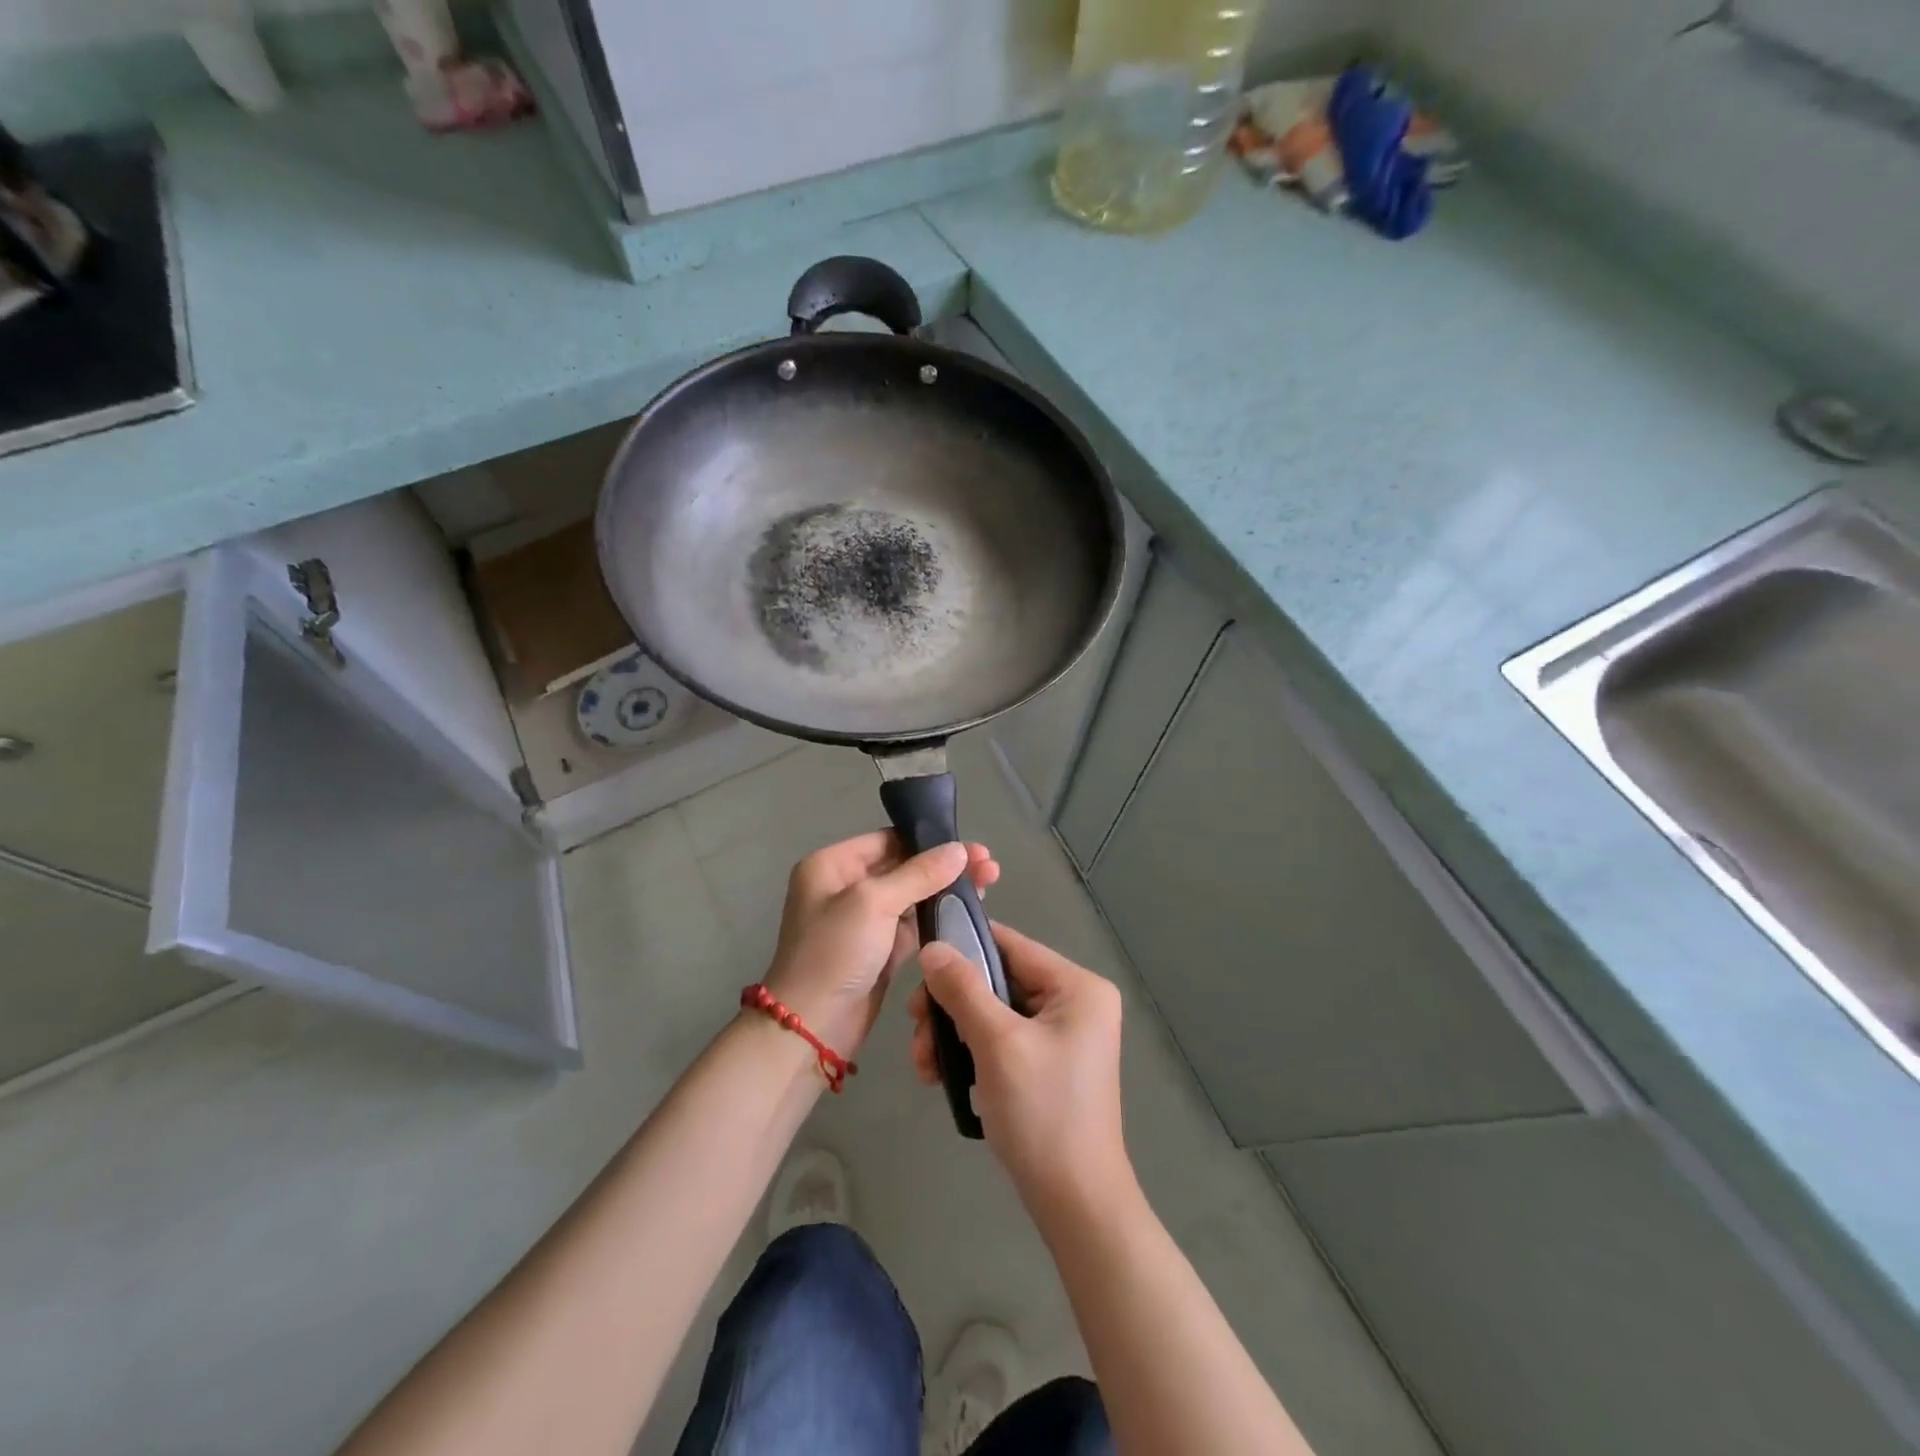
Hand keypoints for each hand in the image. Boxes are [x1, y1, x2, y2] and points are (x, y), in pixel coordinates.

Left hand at [764, 831, 998, 1062]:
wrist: (812, 1028)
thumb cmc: (834, 953)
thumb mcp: (873, 903)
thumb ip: (919, 873)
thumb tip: (959, 849)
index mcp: (832, 865)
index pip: (887, 840)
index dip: (929, 840)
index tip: (970, 846)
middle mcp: (845, 887)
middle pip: (904, 866)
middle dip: (945, 866)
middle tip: (989, 865)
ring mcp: (863, 920)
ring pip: (913, 896)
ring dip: (946, 890)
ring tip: (988, 883)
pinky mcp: (879, 949)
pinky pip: (913, 925)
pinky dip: (938, 917)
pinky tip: (969, 911)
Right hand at [911, 923, 1132, 1228]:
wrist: (1075, 1204)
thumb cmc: (1042, 1113)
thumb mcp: (997, 1043)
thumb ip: (963, 989)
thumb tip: (933, 948)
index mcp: (1077, 987)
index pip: (1011, 946)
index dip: (963, 948)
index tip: (919, 969)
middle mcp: (1075, 1002)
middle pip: (998, 981)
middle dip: (951, 1006)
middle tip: (916, 1030)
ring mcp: (1063, 1035)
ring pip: (993, 1013)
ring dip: (953, 1034)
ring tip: (924, 1066)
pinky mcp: (1048, 1064)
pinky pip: (1001, 1040)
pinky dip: (970, 1053)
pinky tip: (942, 1077)